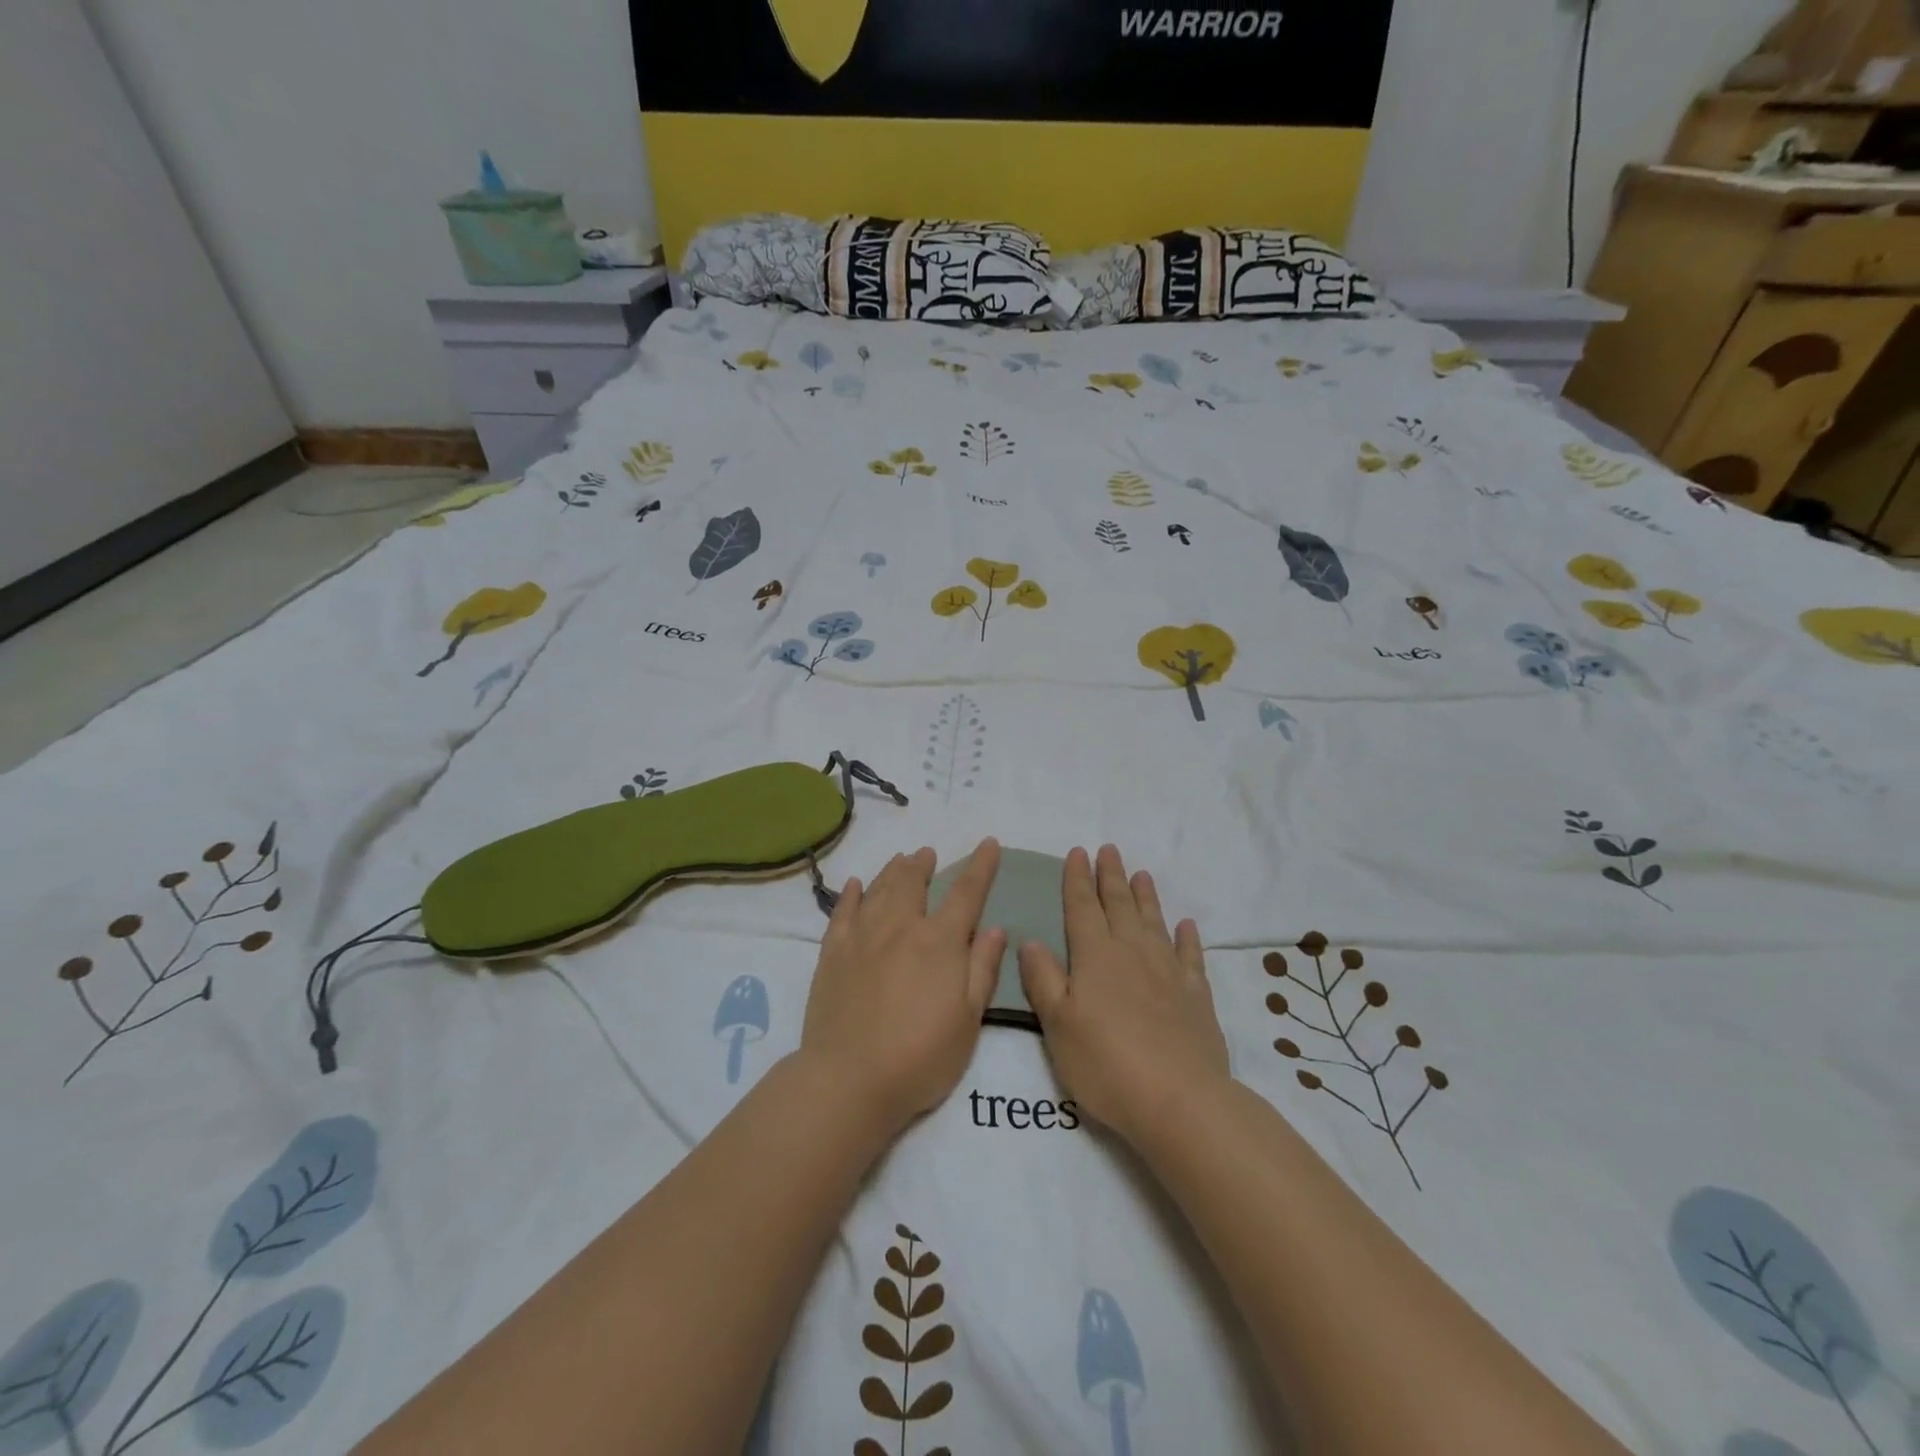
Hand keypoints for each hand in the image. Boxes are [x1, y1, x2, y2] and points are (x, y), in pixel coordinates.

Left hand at [799, 840, 1005, 1136]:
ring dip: (893, 870)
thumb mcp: (968, 1021)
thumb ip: (982, 969)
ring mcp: (862, 937)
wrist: (849, 1079)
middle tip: (928, 854)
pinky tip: (856, 885)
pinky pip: (842, 911)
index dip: (981, 866)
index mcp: (939, 942)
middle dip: (924, 864)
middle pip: (913, 882)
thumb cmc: (921, 1057)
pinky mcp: (833, 953)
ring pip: (880, 889)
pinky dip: (851, 894)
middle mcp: (901, 928)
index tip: (989, 842)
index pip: (966, 893)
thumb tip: (995, 928)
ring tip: (901, 859)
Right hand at [1018, 845, 1229, 1145]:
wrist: (1179, 1101)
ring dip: (1145, 897)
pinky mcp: (1196, 996)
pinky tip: (1186, 925)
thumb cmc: (1106, 1064)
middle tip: (1109, 849)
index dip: (1077, 879)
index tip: (1078, 852)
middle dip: (1111, 876)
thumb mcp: (1058, 1025)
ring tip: (1142, 874)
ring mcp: (1168, 972)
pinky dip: (1187, 937)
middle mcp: (1132, 953)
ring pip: (1153, 922)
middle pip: (1119, 905)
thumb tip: (1029, 940)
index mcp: (1095, 956)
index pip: (1081, 908)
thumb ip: (1044, 980)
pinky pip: (1191, 956)